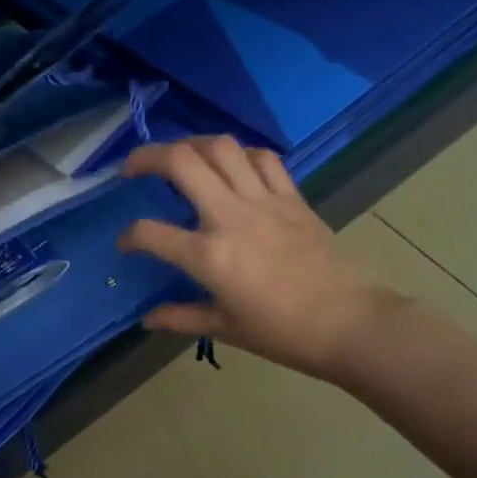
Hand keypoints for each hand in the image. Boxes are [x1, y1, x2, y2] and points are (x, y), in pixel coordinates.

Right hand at [117, 137, 397, 383]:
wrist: (350, 324)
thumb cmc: (283, 333)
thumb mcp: (224, 328)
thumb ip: (181, 317)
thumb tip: (148, 319)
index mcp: (208, 256)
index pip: (149, 233)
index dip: (129, 236)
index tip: (126, 245)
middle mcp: (230, 217)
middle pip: (181, 161)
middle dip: (147, 156)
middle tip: (132, 168)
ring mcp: (264, 201)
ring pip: (221, 147)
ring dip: (191, 144)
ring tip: (179, 159)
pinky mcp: (292, 198)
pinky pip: (262, 159)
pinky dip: (240, 155)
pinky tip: (231, 167)